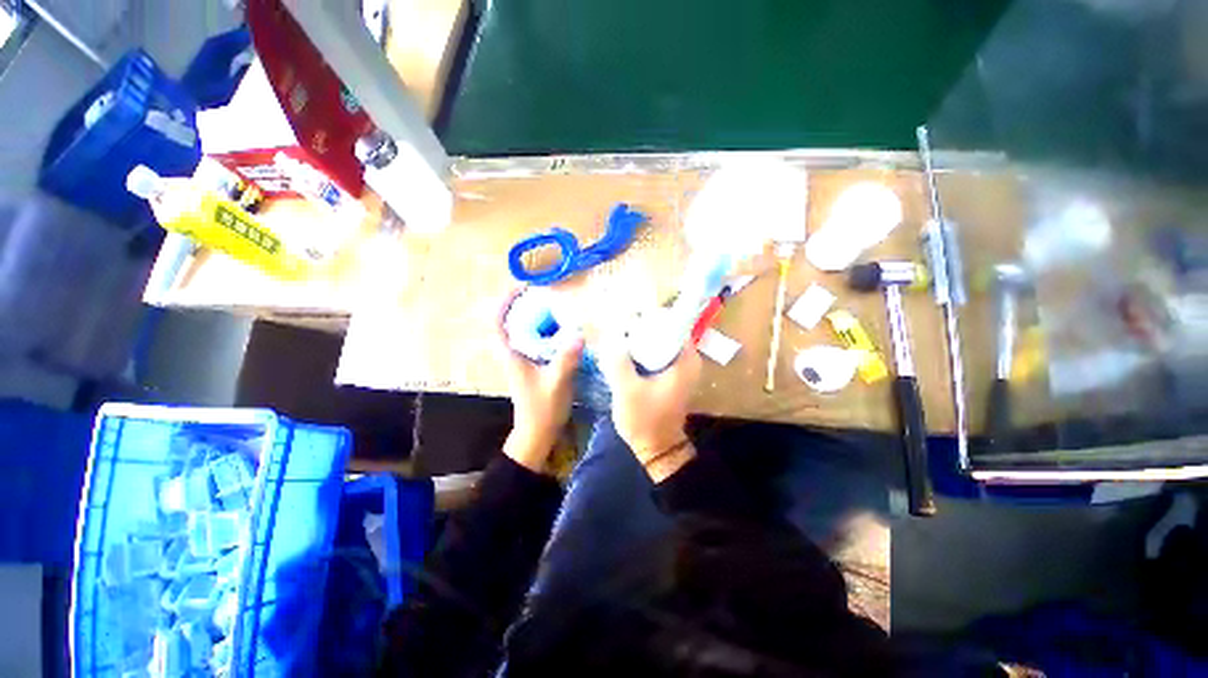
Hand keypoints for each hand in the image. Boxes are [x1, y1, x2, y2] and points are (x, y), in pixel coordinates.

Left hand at [496, 289, 583, 472]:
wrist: (537, 433)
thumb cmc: (542, 409)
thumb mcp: (556, 383)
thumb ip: (566, 359)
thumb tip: (579, 333)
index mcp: (511, 354)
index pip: (498, 322)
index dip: (505, 302)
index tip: (521, 287)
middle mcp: (514, 353)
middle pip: (512, 321)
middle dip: (525, 304)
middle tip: (547, 293)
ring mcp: (523, 359)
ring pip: (525, 330)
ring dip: (537, 316)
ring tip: (558, 306)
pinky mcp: (533, 365)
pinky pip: (536, 340)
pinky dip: (546, 331)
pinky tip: (564, 330)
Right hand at [599, 331, 700, 480]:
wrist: (656, 448)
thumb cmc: (645, 420)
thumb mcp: (627, 389)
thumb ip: (618, 360)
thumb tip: (610, 333)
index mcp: (685, 360)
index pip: (672, 323)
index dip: (649, 316)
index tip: (628, 315)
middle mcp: (687, 360)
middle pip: (665, 331)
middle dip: (641, 326)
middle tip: (618, 324)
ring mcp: (680, 368)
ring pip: (659, 342)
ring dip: (640, 339)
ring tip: (618, 334)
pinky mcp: (671, 376)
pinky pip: (657, 354)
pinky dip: (642, 351)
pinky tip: (624, 352)